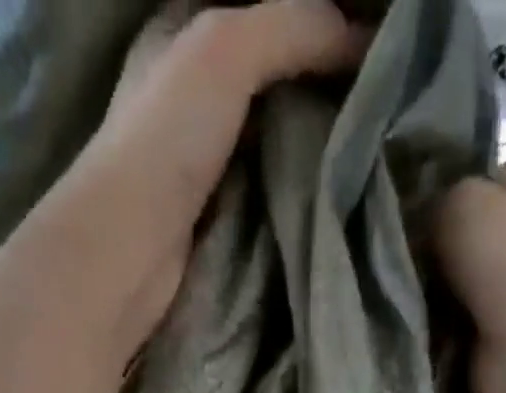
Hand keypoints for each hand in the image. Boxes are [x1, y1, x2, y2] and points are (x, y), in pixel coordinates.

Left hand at [65, 0, 368, 350]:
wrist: (128, 255)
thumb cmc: (165, 140)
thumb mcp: (227, 48)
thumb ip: (295, 27)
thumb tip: (363, 42)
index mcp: (185, 35)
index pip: (265, 14)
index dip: (316, 23)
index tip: (368, 49)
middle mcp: (191, 94)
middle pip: (272, 79)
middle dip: (321, 88)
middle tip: (377, 104)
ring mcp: (202, 162)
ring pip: (272, 138)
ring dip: (313, 145)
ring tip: (367, 148)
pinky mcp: (215, 218)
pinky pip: (267, 191)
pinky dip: (296, 189)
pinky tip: (330, 192)